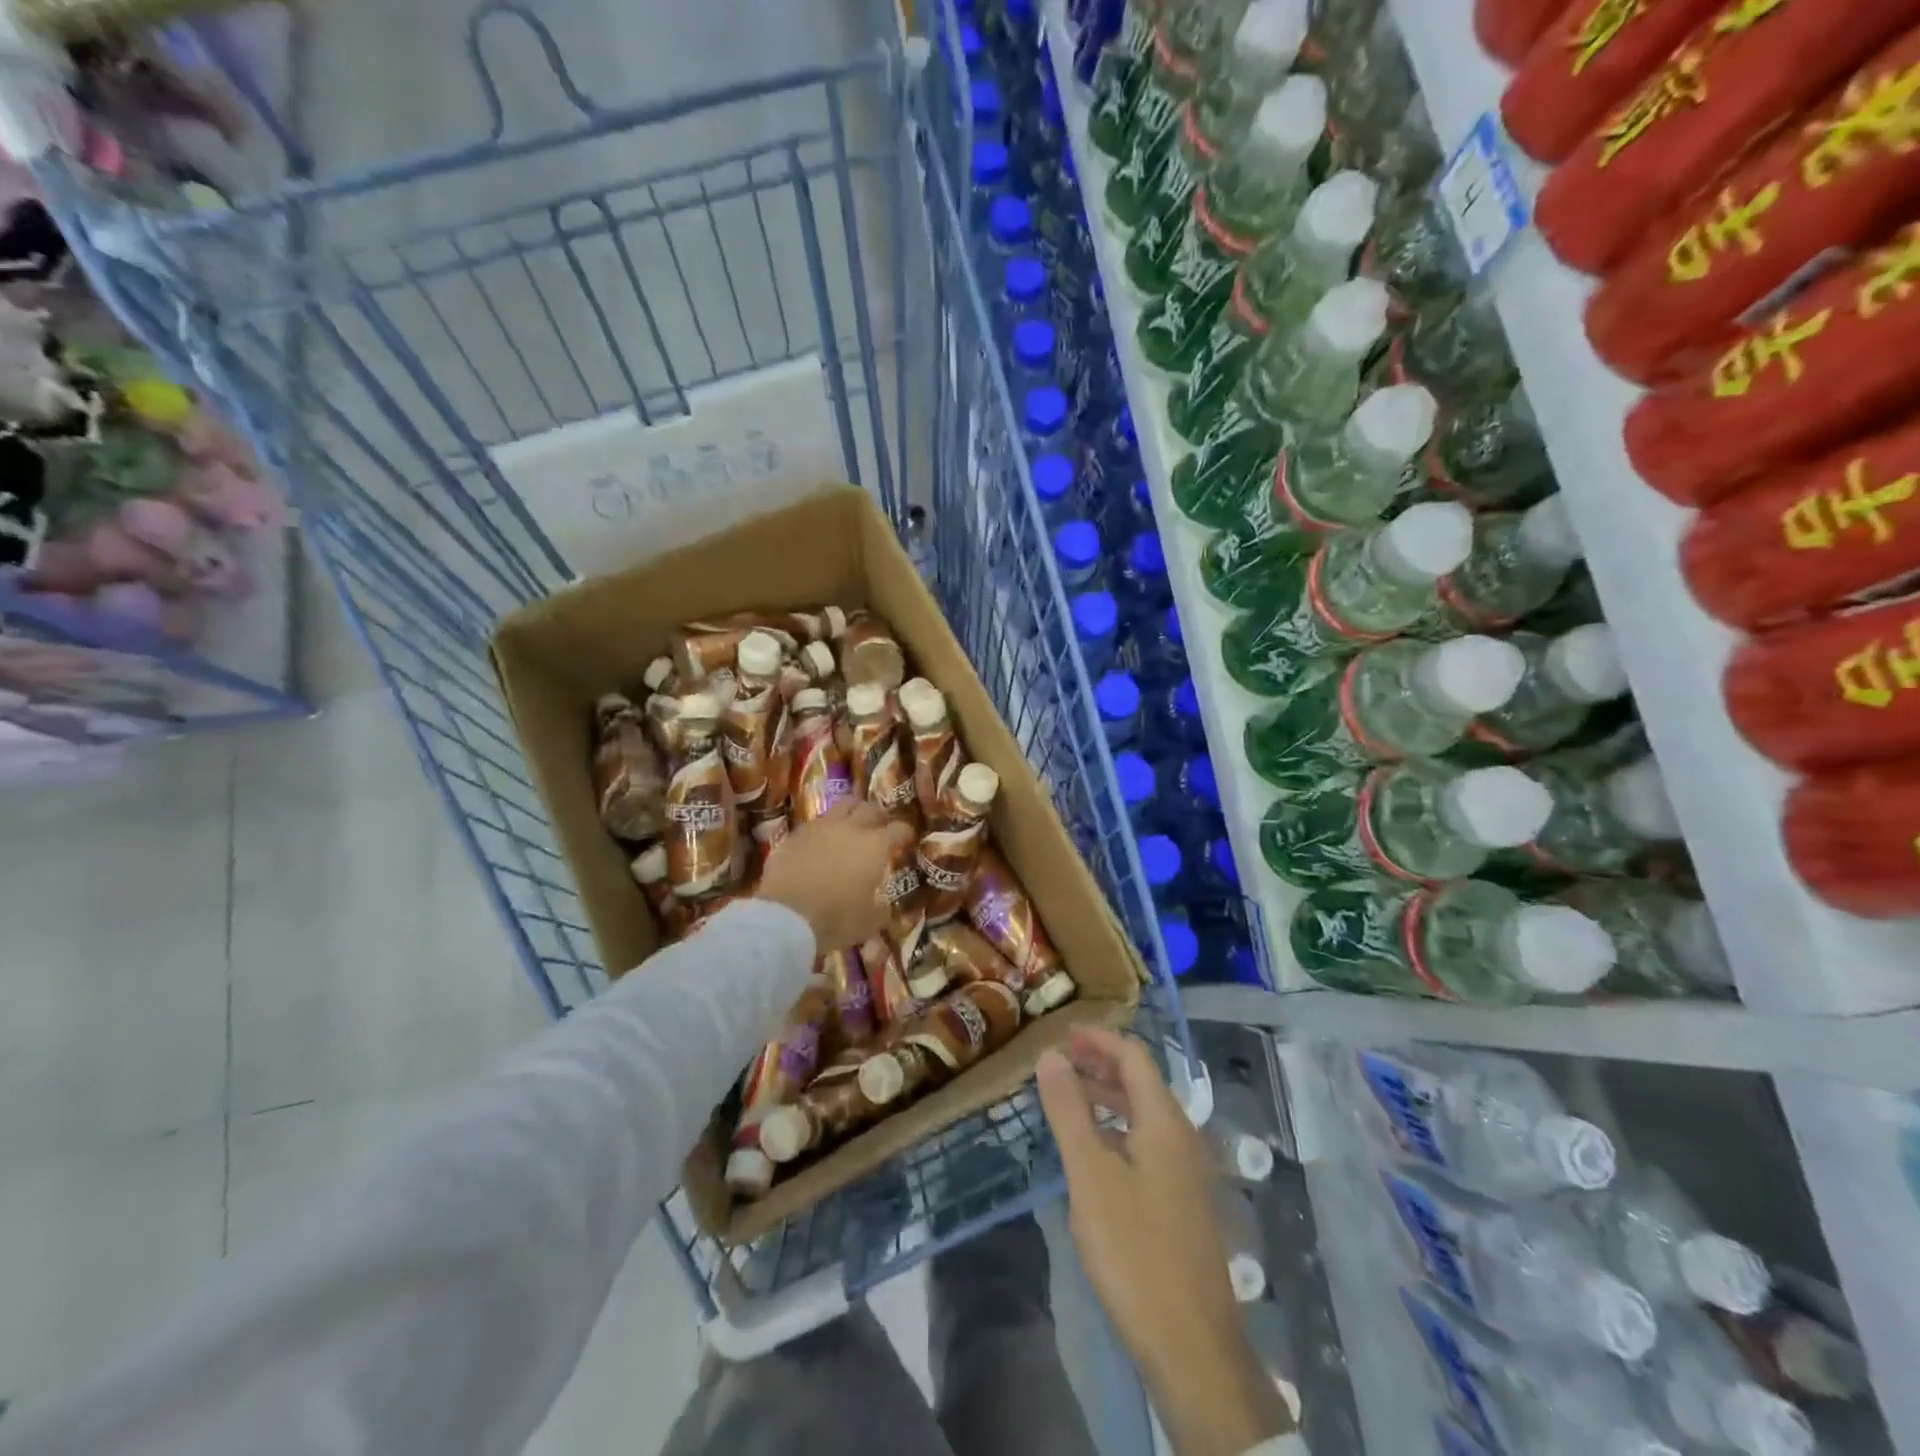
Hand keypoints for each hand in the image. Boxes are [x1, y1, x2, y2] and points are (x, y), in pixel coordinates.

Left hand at [757, 799, 912, 950]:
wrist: (785, 915)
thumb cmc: (835, 918)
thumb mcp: (868, 923)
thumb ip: (880, 911)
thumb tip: (884, 907)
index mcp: (875, 846)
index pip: (898, 829)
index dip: (905, 833)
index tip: (906, 838)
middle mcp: (850, 828)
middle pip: (870, 808)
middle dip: (879, 815)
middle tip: (880, 826)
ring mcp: (820, 827)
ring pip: (842, 806)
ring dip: (852, 813)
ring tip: (852, 825)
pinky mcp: (796, 834)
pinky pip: (816, 822)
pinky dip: (825, 828)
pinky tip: (822, 841)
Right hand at [1038, 1028, 1292, 1455]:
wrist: (1192, 1346)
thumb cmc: (1135, 1249)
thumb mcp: (1090, 1175)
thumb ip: (1069, 1110)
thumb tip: (1050, 1055)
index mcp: (1165, 1120)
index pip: (1133, 1055)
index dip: (1098, 1038)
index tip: (1061, 1035)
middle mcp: (1182, 1136)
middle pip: (1141, 1081)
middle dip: (1100, 1064)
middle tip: (1057, 1064)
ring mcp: (1186, 1171)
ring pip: (1144, 1114)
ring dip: (1107, 1097)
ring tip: (1067, 1099)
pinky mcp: (1182, 1201)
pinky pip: (1147, 1143)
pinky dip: (1117, 1129)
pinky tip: (1092, 1151)